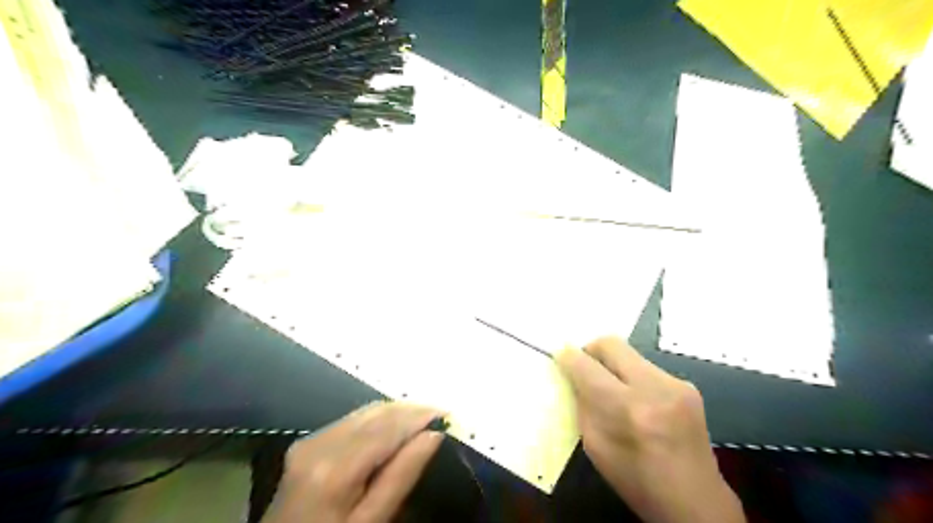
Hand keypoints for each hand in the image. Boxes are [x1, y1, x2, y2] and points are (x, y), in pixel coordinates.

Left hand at [261, 403, 445, 520]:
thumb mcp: (371, 522)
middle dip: (411, 411)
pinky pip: (352, 420)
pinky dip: (378, 420)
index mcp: (334, 468)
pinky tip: (394, 429)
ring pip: (365, 412)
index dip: (420, 416)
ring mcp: (310, 441)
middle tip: (440, 416)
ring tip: (423, 420)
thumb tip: (433, 436)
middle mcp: (319, 443)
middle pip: (376, 413)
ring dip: (396, 413)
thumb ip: (401, 476)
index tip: (448, 415)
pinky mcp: (307, 443)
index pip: (387, 427)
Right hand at [552, 336, 744, 521]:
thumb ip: (583, 404)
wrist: (696, 503)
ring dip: (614, 366)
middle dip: (591, 350)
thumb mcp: (595, 447)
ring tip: (615, 391)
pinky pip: (648, 368)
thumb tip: (575, 375)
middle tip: (585, 367)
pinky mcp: (688, 386)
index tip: (561, 356)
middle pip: (611, 344)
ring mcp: (676, 385)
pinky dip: (634, 378)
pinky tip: (639, 402)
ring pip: (630, 354)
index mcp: (627, 410)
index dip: (569, 357)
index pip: (587, 367)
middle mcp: (654, 389)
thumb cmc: (637, 481)